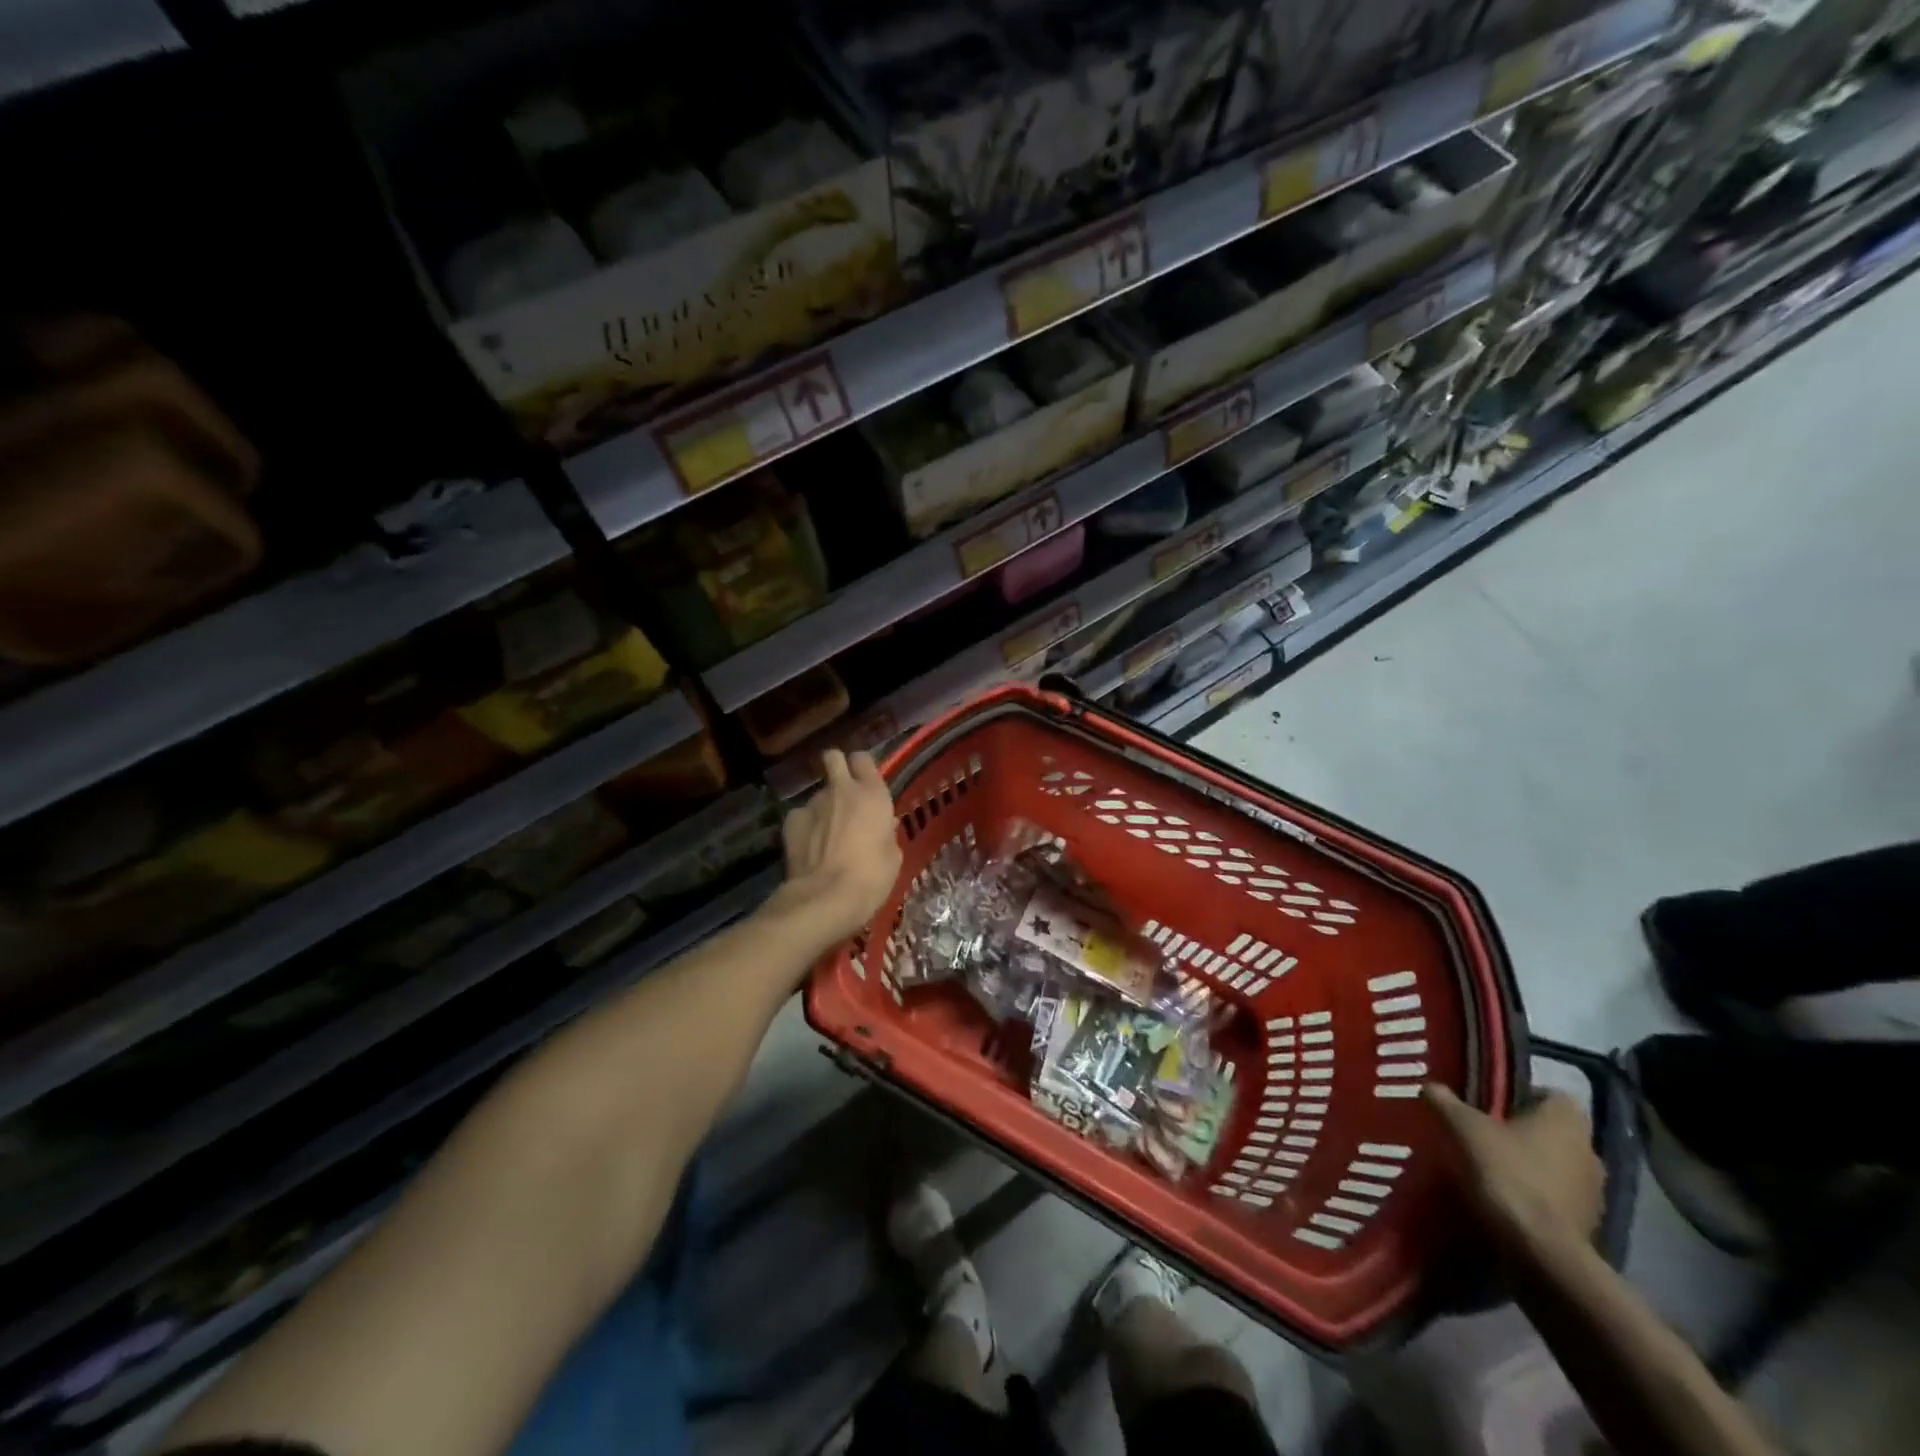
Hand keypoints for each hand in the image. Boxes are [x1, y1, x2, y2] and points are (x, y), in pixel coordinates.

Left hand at [781, 750, 901, 944]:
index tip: (865, 782)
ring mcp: (813, 803)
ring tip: (826, 835)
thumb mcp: (893, 857)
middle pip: (833, 757)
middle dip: (836, 767)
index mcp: (872, 794)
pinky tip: (809, 847)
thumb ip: (886, 833)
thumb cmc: (871, 877)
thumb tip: (882, 825)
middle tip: (842, 792)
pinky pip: (801, 815)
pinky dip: (806, 826)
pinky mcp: (791, 820)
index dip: (862, 767)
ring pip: (818, 793)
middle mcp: (841, 790)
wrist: (825, 898)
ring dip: (824, 807)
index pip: (863, 759)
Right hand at [1425, 1084, 1602, 1249]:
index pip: (1551, 1095)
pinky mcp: (1589, 1224)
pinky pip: (1559, 1197)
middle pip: (1553, 1131)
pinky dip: (1537, 1195)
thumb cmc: (1506, 1173)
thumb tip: (1430, 1086)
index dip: (1523, 1096)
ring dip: (1533, 1165)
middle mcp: (1589, 1150)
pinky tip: (1507, 1199)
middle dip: (1524, 1132)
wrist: (1541, 1250)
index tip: (1492, 1105)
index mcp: (1566, 1120)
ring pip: (1557, 1165)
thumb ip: (1446, 1102)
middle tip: (1485, 1134)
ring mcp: (1594, 1191)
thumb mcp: (1463, 1128)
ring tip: (1492, 1168)